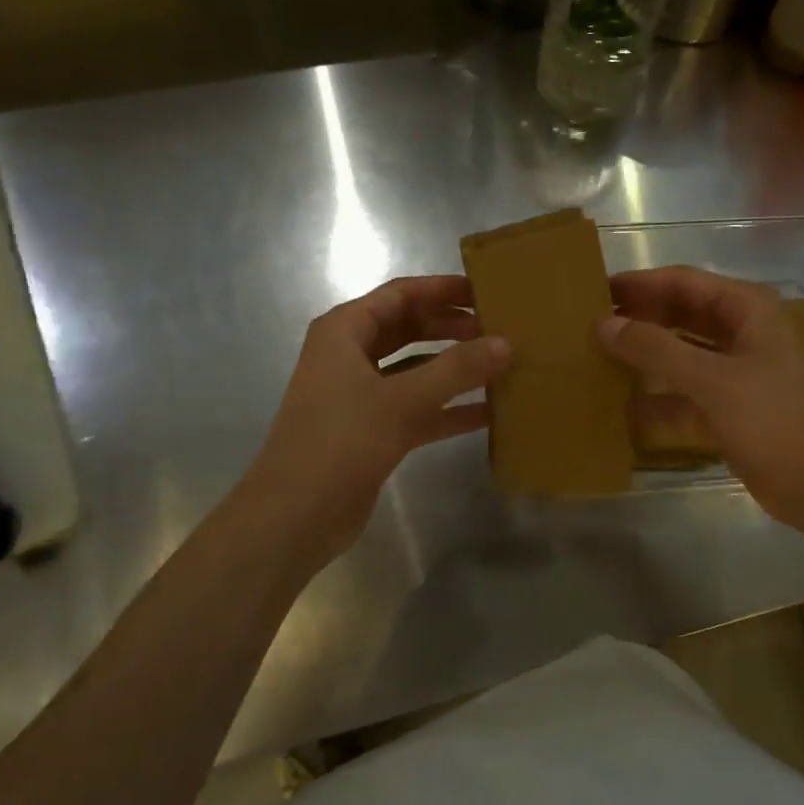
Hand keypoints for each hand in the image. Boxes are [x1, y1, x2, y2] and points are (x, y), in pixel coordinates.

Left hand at [243, 276, 510, 563]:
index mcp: (344, 332)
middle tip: (499, 329)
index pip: (400, 295)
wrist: (296, 515)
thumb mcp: (404, 399)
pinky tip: (489, 413)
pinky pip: (417, 408)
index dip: (443, 289)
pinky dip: (448, 409)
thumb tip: (506, 343)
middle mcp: (350, 356)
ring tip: (501, 365)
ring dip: (454, 368)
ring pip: (415, 370)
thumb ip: (458, 369)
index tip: (485, 291)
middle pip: (409, 329)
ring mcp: (360, 395)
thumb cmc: (342, 440)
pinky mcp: (372, 431)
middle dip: (452, 328)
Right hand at [601, 266, 803, 537]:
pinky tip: (622, 408)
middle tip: (590, 325)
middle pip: (681, 315)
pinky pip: (683, 395)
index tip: (597, 291)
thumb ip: (657, 349)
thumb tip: (605, 324)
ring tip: (598, 359)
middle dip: (640, 318)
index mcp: (747, 311)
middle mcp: (741, 334)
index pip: (684, 282)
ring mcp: (735, 373)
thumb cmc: (775, 420)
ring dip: (645, 358)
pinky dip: (657, 400)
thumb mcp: (714, 380)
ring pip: (680, 355)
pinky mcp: (728, 409)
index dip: (641, 284)